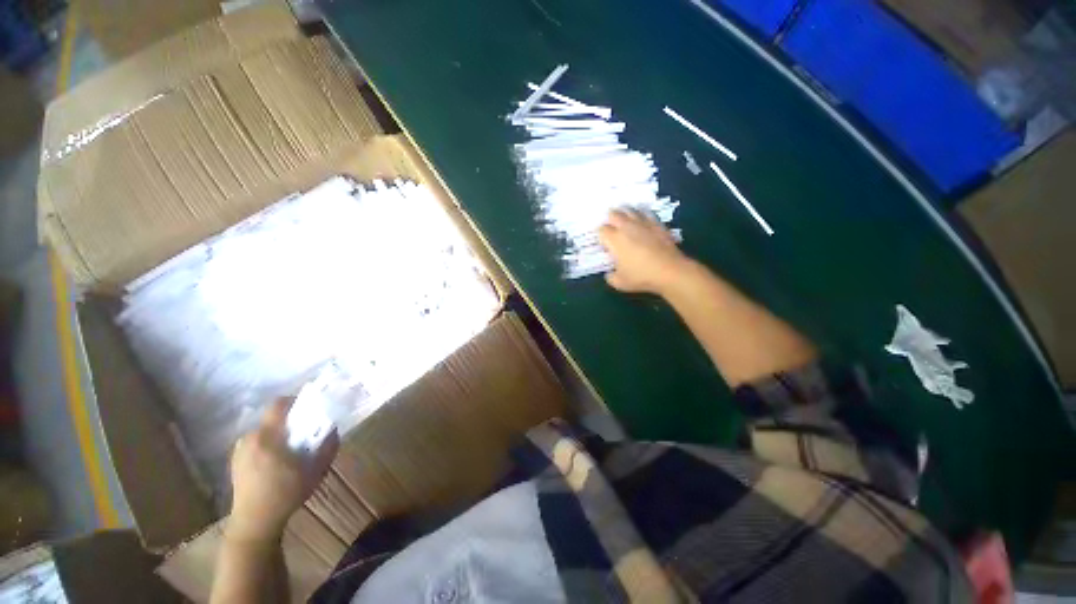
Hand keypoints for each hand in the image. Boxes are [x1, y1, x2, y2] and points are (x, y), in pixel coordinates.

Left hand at [228, 398, 338, 543]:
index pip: (279, 404)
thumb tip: (333, 429)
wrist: (255, 522)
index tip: (310, 409)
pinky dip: (268, 445)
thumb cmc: (287, 494)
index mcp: (267, 437)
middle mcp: (249, 438)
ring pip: (264, 431)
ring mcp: (239, 450)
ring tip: (291, 452)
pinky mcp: (235, 461)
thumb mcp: (317, 470)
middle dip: (290, 423)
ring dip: (279, 435)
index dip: (296, 401)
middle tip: (305, 435)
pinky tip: (276, 463)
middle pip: (273, 419)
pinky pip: (256, 443)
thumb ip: (328, 446)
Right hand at [597, 208, 690, 294]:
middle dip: (610, 219)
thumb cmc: (641, 276)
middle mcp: (626, 227)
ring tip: (624, 218)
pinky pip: (646, 213)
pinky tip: (642, 219)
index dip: (600, 235)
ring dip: (625, 213)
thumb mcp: (620, 283)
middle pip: (614, 214)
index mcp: (614, 240)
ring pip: (630, 209)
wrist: (669, 271)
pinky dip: (641, 214)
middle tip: (611, 227)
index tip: (603, 242)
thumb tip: (609, 273)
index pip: (601, 230)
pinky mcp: (657, 224)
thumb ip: (611, 276)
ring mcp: (643, 223)